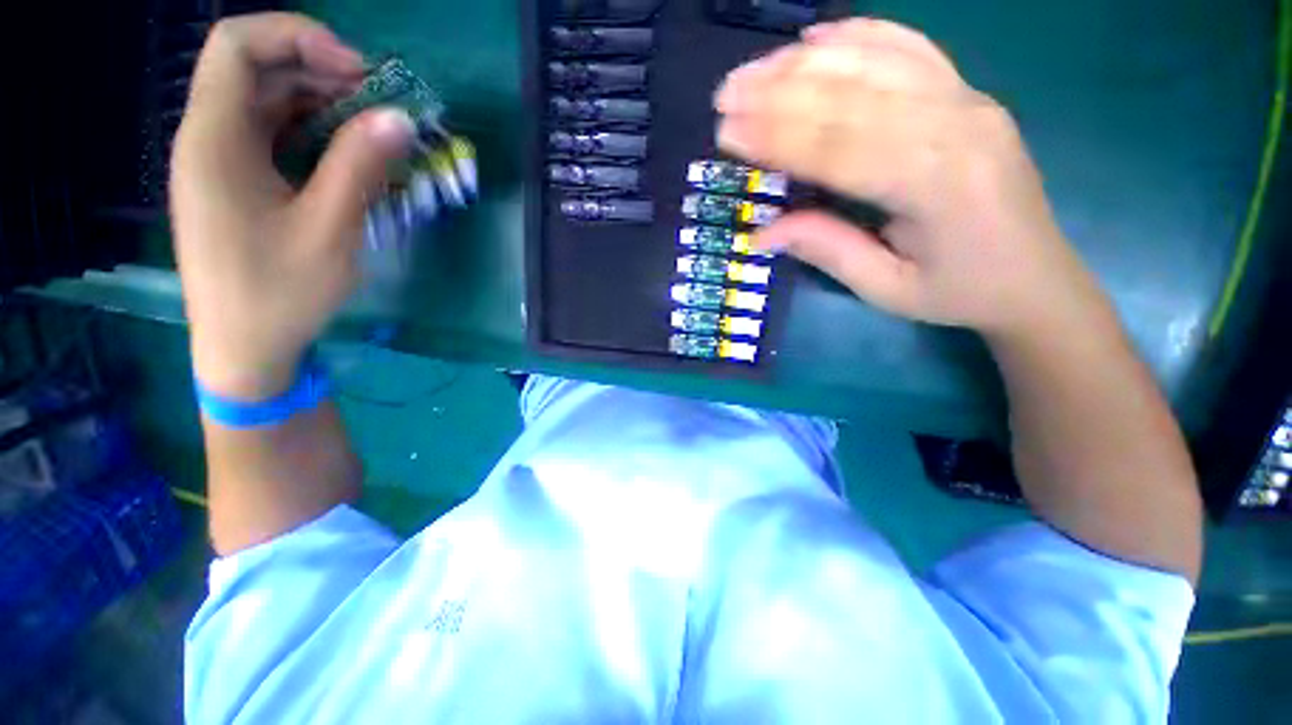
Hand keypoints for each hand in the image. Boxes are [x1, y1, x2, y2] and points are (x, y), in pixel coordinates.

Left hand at [171, 13, 413, 398]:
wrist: (244, 349)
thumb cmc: (279, 292)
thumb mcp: (328, 229)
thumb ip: (360, 166)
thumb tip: (399, 119)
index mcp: (214, 139)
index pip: (237, 44)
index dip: (298, 37)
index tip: (357, 71)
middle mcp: (208, 139)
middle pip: (254, 69)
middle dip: (318, 70)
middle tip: (377, 103)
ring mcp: (220, 163)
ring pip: (264, 102)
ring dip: (319, 103)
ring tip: (371, 128)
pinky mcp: (236, 185)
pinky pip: (270, 136)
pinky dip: (310, 133)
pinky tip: (346, 154)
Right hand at [715, 19, 1107, 339]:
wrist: (1035, 278)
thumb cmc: (958, 292)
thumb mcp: (886, 288)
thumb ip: (827, 250)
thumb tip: (762, 234)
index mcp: (935, 183)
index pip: (838, 148)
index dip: (777, 138)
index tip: (727, 133)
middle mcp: (956, 125)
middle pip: (852, 96)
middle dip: (779, 93)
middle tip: (726, 94)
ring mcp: (968, 100)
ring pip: (875, 63)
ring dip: (806, 62)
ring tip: (754, 70)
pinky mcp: (968, 94)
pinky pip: (910, 48)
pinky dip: (860, 36)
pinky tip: (818, 36)